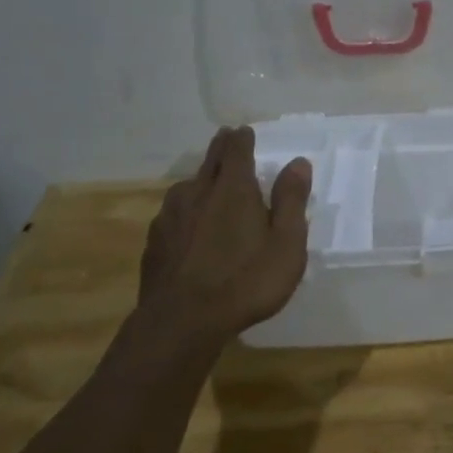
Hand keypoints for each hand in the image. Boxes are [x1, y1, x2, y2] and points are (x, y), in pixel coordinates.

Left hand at [138, 126, 311, 339]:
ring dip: (201, 180)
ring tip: (209, 184)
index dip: (243, 138)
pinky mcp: (155, 241)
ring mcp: (170, 216)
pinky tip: (189, 225)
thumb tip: (298, 163)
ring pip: (187, 187)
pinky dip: (185, 210)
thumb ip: (291, 201)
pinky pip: (173, 214)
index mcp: (234, 190)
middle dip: (221, 148)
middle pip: (210, 161)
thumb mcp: (286, 244)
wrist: (182, 321)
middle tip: (227, 139)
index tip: (245, 131)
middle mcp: (198, 193)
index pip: (237, 150)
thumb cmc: (246, 281)